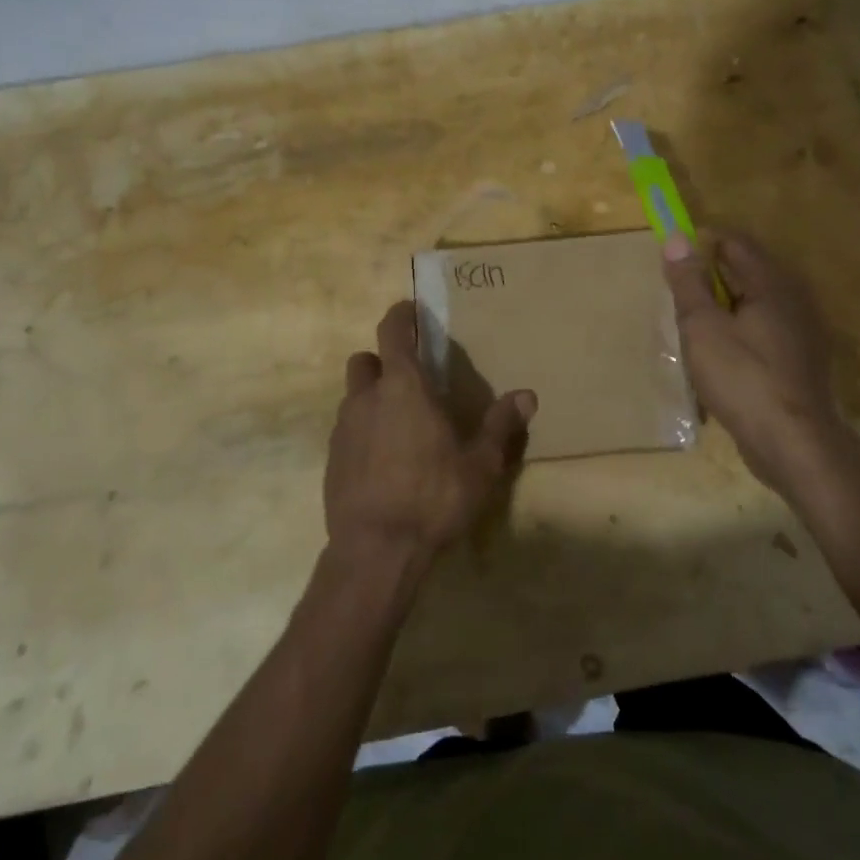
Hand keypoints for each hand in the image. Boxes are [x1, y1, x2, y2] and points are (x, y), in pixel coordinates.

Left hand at [324, 301, 535, 575]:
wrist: (376, 550)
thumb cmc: (433, 497)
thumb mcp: (480, 464)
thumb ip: (500, 425)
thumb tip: (528, 395)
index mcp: (403, 388)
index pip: (392, 332)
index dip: (400, 315)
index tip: (409, 309)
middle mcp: (366, 399)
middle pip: (364, 360)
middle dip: (382, 361)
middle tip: (409, 380)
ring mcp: (343, 429)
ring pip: (353, 397)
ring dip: (373, 399)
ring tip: (401, 425)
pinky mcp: (331, 460)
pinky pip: (347, 430)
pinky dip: (364, 432)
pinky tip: (384, 461)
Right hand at [662, 231, 847, 495]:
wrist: (793, 443)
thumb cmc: (742, 379)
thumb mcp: (702, 327)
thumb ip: (689, 282)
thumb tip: (676, 237)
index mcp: (772, 282)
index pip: (735, 242)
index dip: (702, 244)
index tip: (675, 264)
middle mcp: (794, 297)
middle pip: (748, 270)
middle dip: (712, 278)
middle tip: (680, 300)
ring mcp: (803, 330)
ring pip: (756, 302)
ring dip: (726, 307)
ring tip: (697, 331)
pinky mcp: (803, 359)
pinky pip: (766, 329)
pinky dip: (742, 331)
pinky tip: (723, 358)